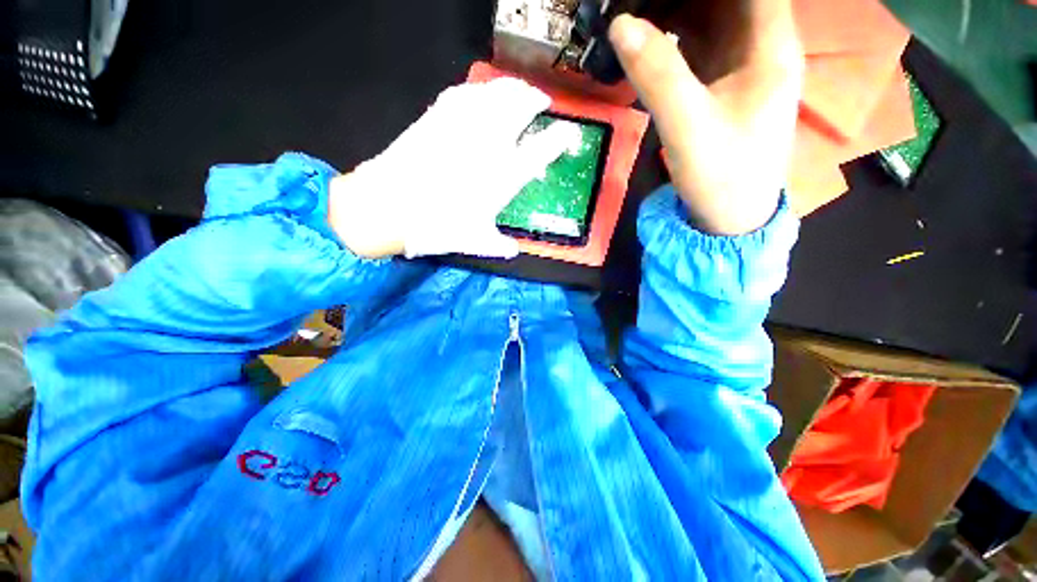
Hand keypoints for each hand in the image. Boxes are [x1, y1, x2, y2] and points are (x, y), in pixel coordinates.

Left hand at [328, 78, 580, 258]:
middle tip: (539, 101)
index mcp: (505, 174)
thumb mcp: (475, 241)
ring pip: (495, 92)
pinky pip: (464, 93)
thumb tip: (513, 251)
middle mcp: (490, 143)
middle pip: (521, 106)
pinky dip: (478, 89)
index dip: (560, 139)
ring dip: (511, 88)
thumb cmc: (438, 225)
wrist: (390, 205)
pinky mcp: (438, 116)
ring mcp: (463, 125)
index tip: (568, 135)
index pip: (543, 148)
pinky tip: (479, 92)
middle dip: (535, 99)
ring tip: (516, 90)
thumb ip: (499, 245)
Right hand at [609, 4, 802, 234]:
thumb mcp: (687, 125)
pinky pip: (700, 48)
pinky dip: (674, 39)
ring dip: (675, 12)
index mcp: (770, 46)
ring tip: (635, 17)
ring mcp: (742, 69)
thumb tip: (620, 24)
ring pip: (712, 19)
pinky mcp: (723, 89)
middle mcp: (761, 48)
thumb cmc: (721, 175)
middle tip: (636, 5)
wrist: (729, 217)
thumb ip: (657, 74)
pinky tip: (648, 42)